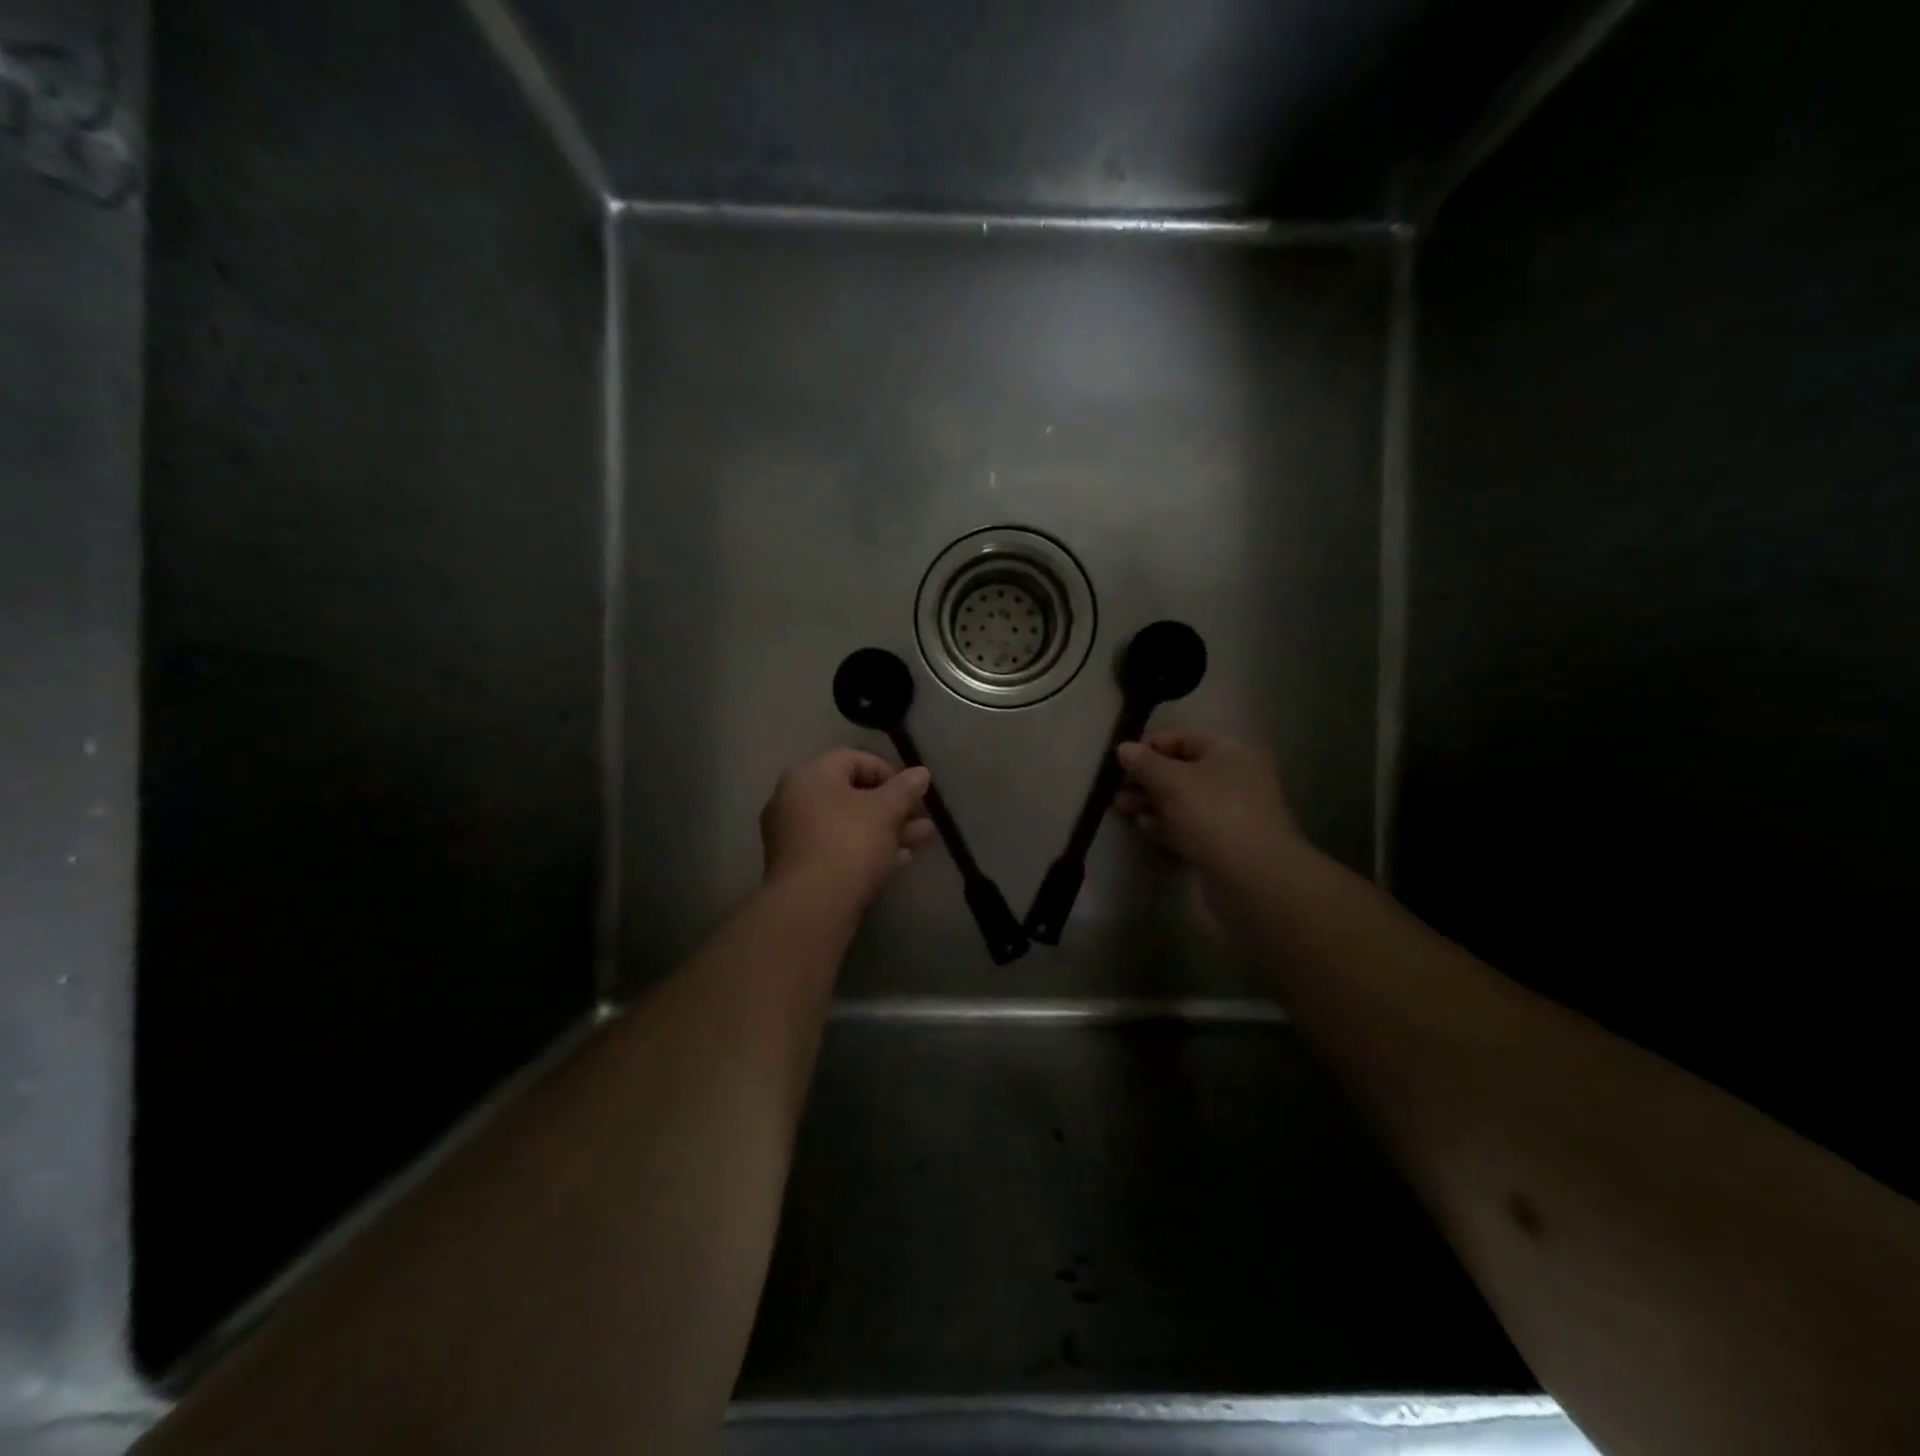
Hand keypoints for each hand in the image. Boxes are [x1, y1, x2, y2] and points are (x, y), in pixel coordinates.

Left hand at [761, 749, 934, 906]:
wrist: (813, 905)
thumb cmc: (850, 842)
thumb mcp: (886, 811)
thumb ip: (905, 789)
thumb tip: (922, 773)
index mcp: (809, 776)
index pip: (852, 759)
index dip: (888, 771)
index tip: (912, 791)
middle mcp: (793, 800)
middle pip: (850, 794)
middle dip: (891, 806)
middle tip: (921, 819)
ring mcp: (793, 836)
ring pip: (847, 825)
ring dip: (886, 830)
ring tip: (921, 839)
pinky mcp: (800, 867)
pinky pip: (837, 848)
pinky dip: (866, 850)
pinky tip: (900, 860)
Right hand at [1114, 731, 1298, 877]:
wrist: (1254, 879)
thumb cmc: (1213, 816)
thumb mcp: (1173, 782)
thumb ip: (1146, 763)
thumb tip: (1124, 748)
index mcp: (1230, 752)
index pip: (1183, 738)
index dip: (1150, 746)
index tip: (1120, 761)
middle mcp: (1234, 777)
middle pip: (1181, 770)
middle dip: (1146, 778)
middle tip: (1117, 790)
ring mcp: (1230, 812)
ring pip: (1182, 800)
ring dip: (1151, 802)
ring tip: (1123, 810)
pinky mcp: (1223, 843)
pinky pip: (1188, 825)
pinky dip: (1166, 824)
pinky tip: (1145, 828)